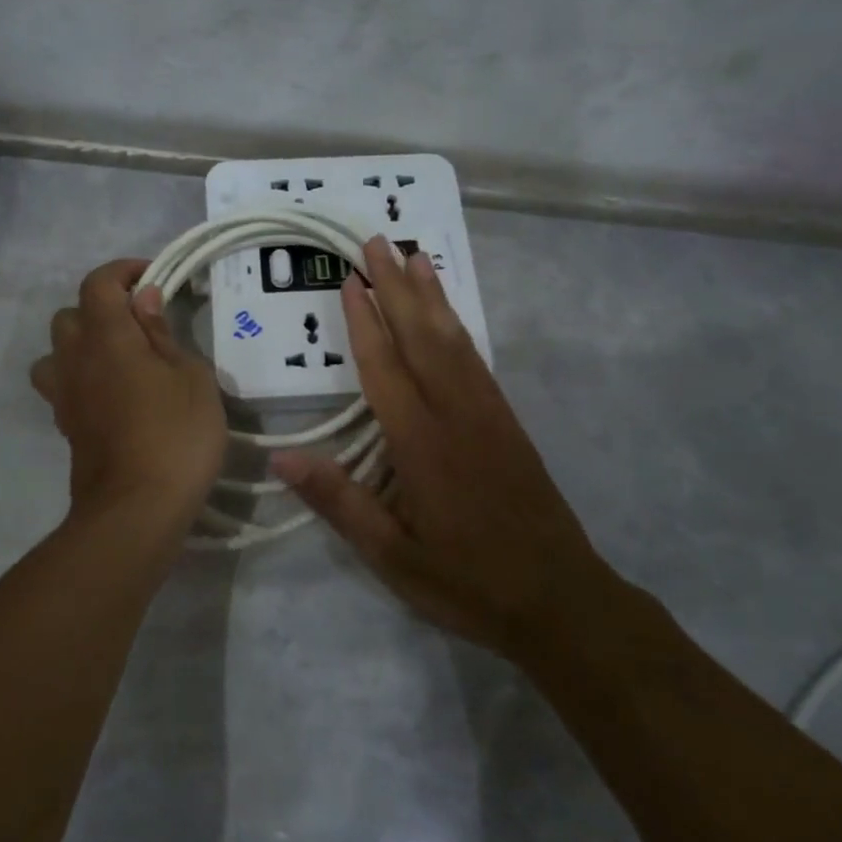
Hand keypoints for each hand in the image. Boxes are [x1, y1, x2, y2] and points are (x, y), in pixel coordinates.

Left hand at [30, 258, 226, 528]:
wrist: (137, 509)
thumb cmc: (176, 435)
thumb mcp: (191, 377)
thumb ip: (163, 333)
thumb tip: (143, 300)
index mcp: (107, 336)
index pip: (99, 283)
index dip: (124, 271)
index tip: (154, 279)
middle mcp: (75, 359)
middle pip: (69, 315)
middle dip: (102, 309)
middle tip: (141, 324)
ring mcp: (65, 395)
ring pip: (57, 352)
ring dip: (83, 346)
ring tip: (120, 360)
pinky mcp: (66, 426)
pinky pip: (64, 386)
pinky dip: (83, 379)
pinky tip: (115, 396)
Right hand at [272, 236, 604, 665]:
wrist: (560, 599)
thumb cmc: (467, 581)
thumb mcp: (392, 556)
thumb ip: (339, 502)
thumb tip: (281, 456)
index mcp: (421, 444)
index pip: (385, 368)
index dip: (364, 322)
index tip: (350, 279)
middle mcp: (455, 414)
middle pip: (422, 337)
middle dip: (397, 287)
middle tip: (378, 242)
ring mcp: (488, 413)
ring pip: (454, 341)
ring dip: (431, 296)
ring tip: (415, 256)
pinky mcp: (508, 422)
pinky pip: (477, 360)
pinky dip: (458, 326)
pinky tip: (449, 315)